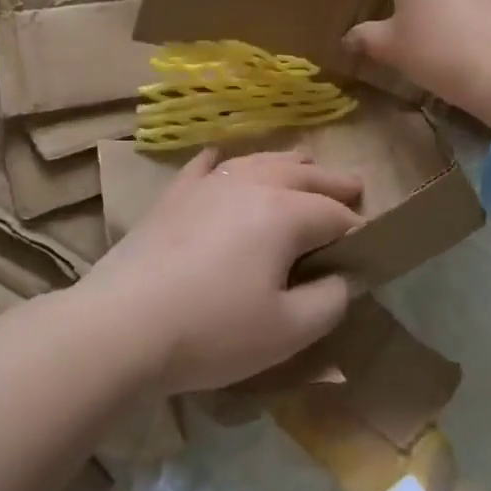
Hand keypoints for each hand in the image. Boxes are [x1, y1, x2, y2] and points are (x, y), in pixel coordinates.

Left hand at [83, 150, 361, 394]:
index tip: (368, 245)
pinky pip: (205, 166)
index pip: (335, 214)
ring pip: (259, 161)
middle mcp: (251, 184)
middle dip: (333, 182)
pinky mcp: (174, 195)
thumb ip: (329, 301)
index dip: (357, 229)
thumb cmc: (212, 330)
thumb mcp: (288, 331)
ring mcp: (208, 184)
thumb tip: (344, 278)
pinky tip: (221, 159)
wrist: (122, 325)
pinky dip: (223, 161)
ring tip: (304, 163)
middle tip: (356, 186)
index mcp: (285, 213)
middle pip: (303, 174)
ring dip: (288, 163)